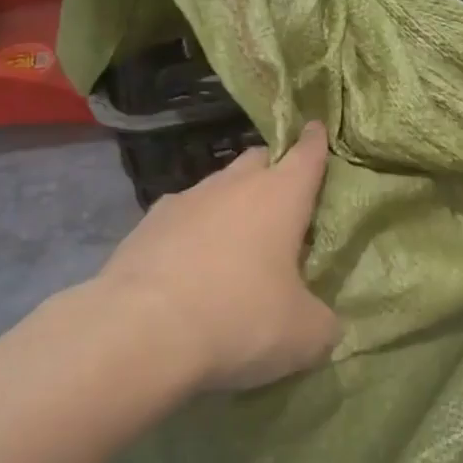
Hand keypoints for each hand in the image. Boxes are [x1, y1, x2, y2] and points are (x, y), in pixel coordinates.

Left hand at [98, 121, 339, 391]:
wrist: (140, 331)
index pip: (306, 154)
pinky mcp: (146, 224)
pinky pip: (181, 216)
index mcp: (279, 196)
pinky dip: (193, 231)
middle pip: (258, 161)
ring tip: (236, 241)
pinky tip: (190, 263)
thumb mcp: (304, 334)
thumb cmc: (239, 318)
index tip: (316, 127)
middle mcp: (232, 185)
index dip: (315, 141)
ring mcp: (184, 200)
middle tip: (283, 201)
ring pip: (217, 187)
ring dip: (231, 204)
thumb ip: (323, 322)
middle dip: (273, 171)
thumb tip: (322, 322)